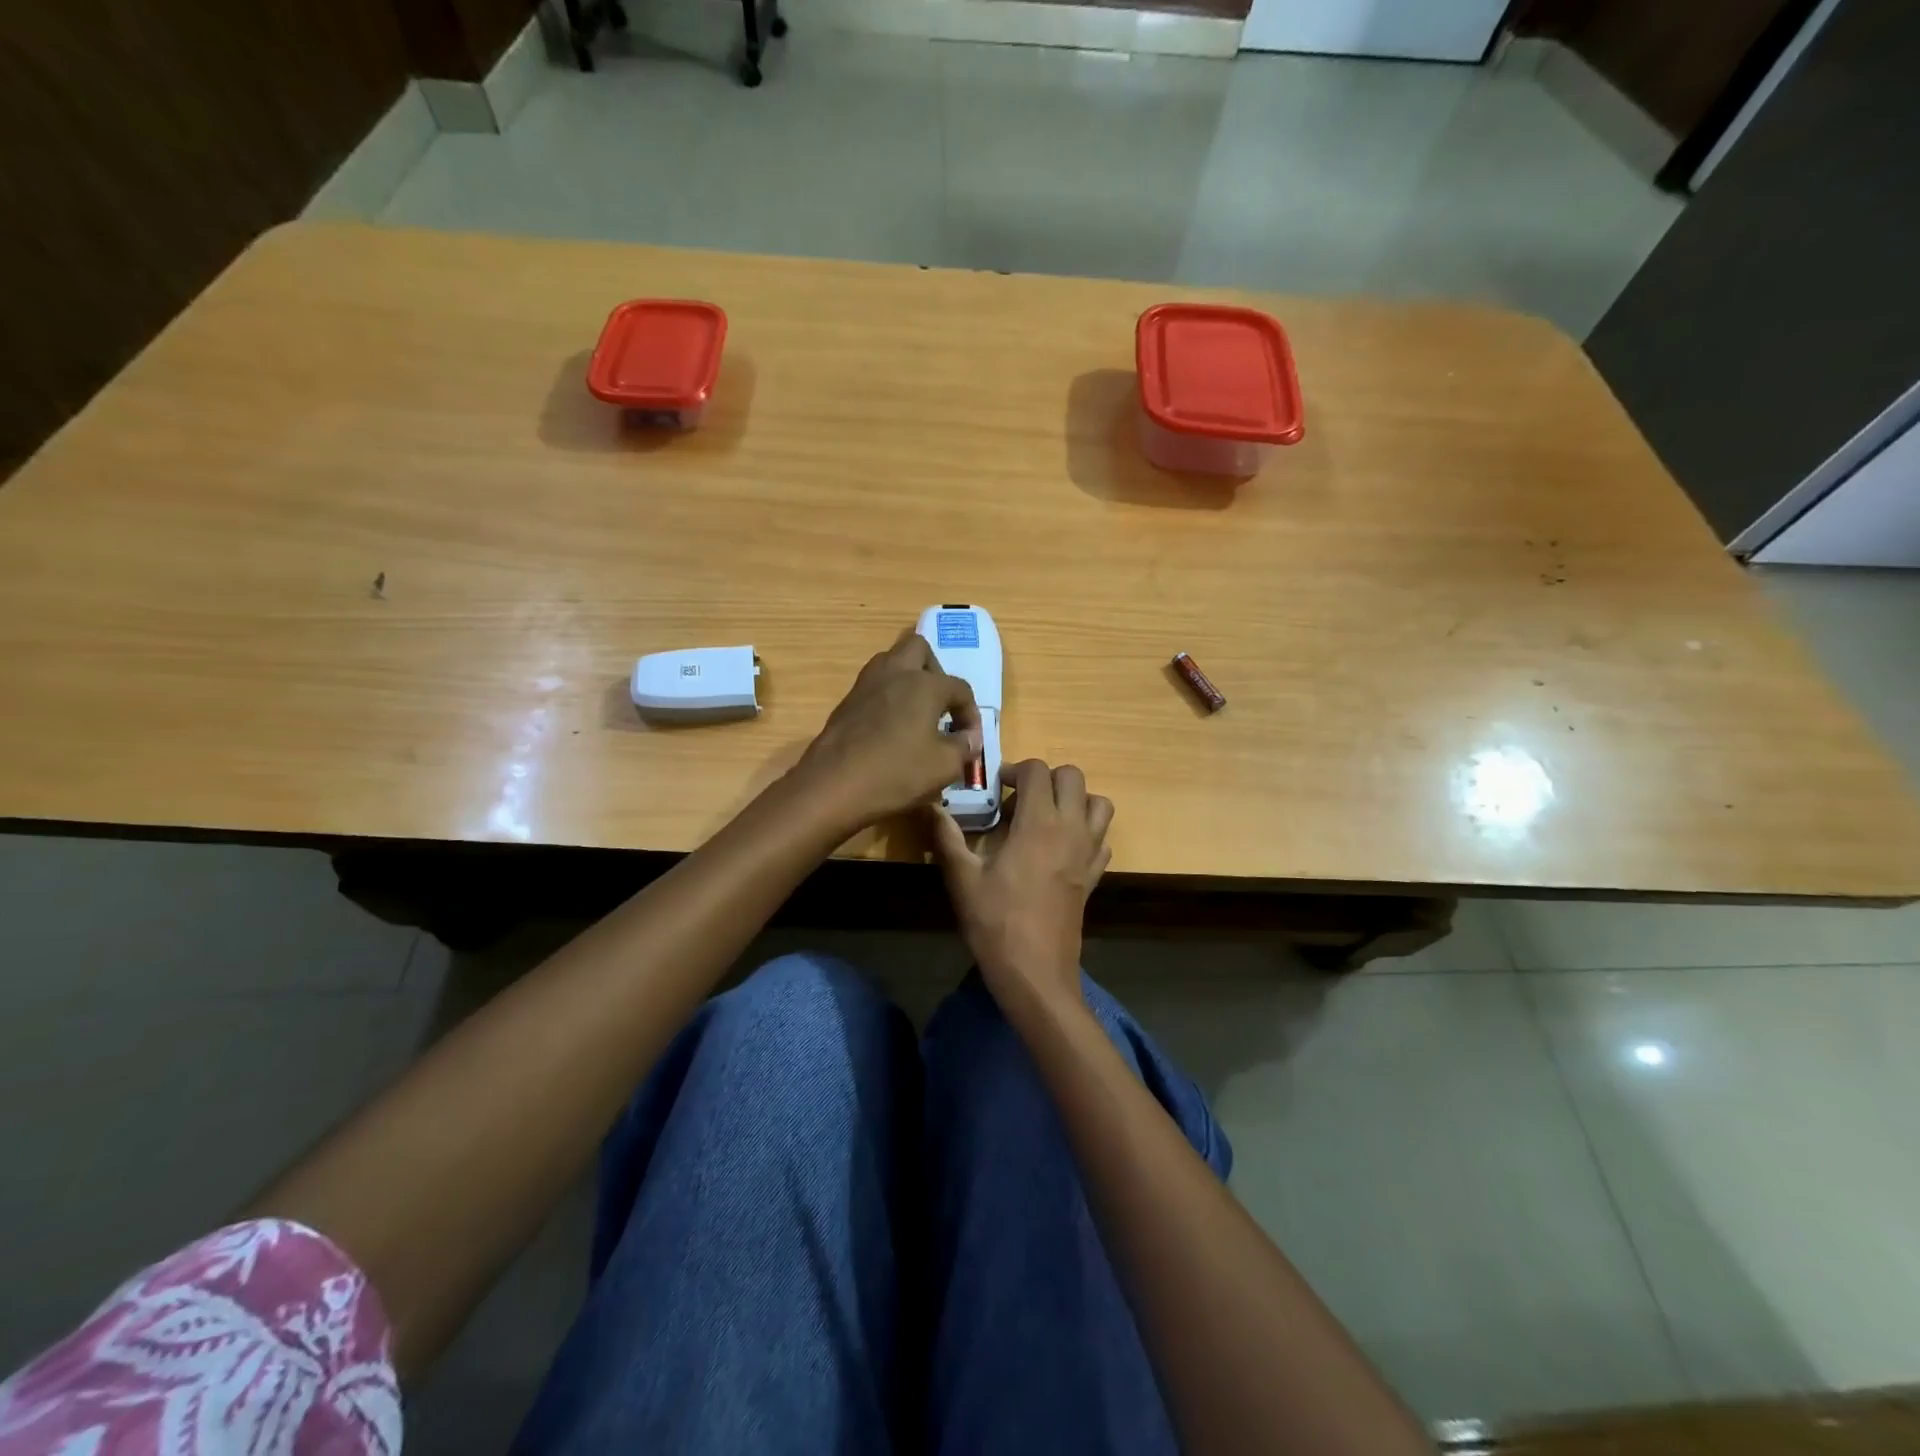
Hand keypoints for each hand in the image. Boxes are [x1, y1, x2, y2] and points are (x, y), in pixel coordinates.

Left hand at [794, 632, 980, 833]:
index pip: (960, 688)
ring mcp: (866, 685)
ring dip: (908, 680)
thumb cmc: (896, 773)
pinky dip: (888, 698)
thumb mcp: (944, 767)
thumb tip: (969, 738)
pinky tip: (891, 729)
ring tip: (916, 714)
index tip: (969, 739)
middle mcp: (895, 673)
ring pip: (892, 663)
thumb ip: (964, 747)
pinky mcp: (846, 702)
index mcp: (925, 684)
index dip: (971, 713)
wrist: (832, 786)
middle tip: (940, 705)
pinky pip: (874, 687)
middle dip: (936, 672)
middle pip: (920, 650)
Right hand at [931, 760, 1113, 1011]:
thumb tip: (929, 806)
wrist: (1035, 971)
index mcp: (1039, 823)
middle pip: (1073, 777)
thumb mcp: (962, 878)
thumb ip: (946, 836)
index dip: (1015, 770)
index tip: (996, 787)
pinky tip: (1061, 848)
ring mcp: (1089, 852)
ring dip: (1075, 799)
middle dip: (1046, 778)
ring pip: (1099, 803)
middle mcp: (1071, 829)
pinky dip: (1087, 831)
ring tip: (1046, 816)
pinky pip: (1102, 838)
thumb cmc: (995, 922)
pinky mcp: (1095, 875)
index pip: (1038, 771)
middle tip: (1019, 799)